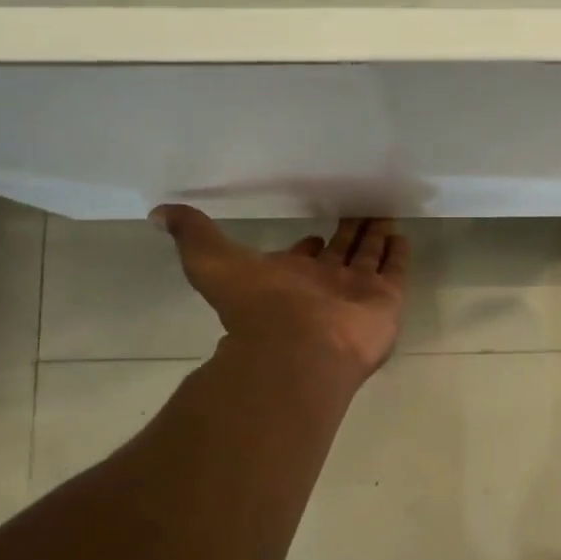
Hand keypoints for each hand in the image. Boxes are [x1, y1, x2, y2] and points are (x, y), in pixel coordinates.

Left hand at [151, 208, 408, 385]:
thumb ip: (193, 236)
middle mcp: (324, 285)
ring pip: (369, 257)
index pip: (304, 257)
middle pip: (342, 252)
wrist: (297, 348)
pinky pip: (394, 271)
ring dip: (375, 237)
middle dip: (349, 233)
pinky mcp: (385, 300)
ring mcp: (356, 293)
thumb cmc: (257, 306)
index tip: (313, 233)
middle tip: (360, 211)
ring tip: (385, 213)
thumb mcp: (212, 262)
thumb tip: (158, 214)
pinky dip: (398, 254)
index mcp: (290, 278)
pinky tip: (402, 233)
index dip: (308, 245)